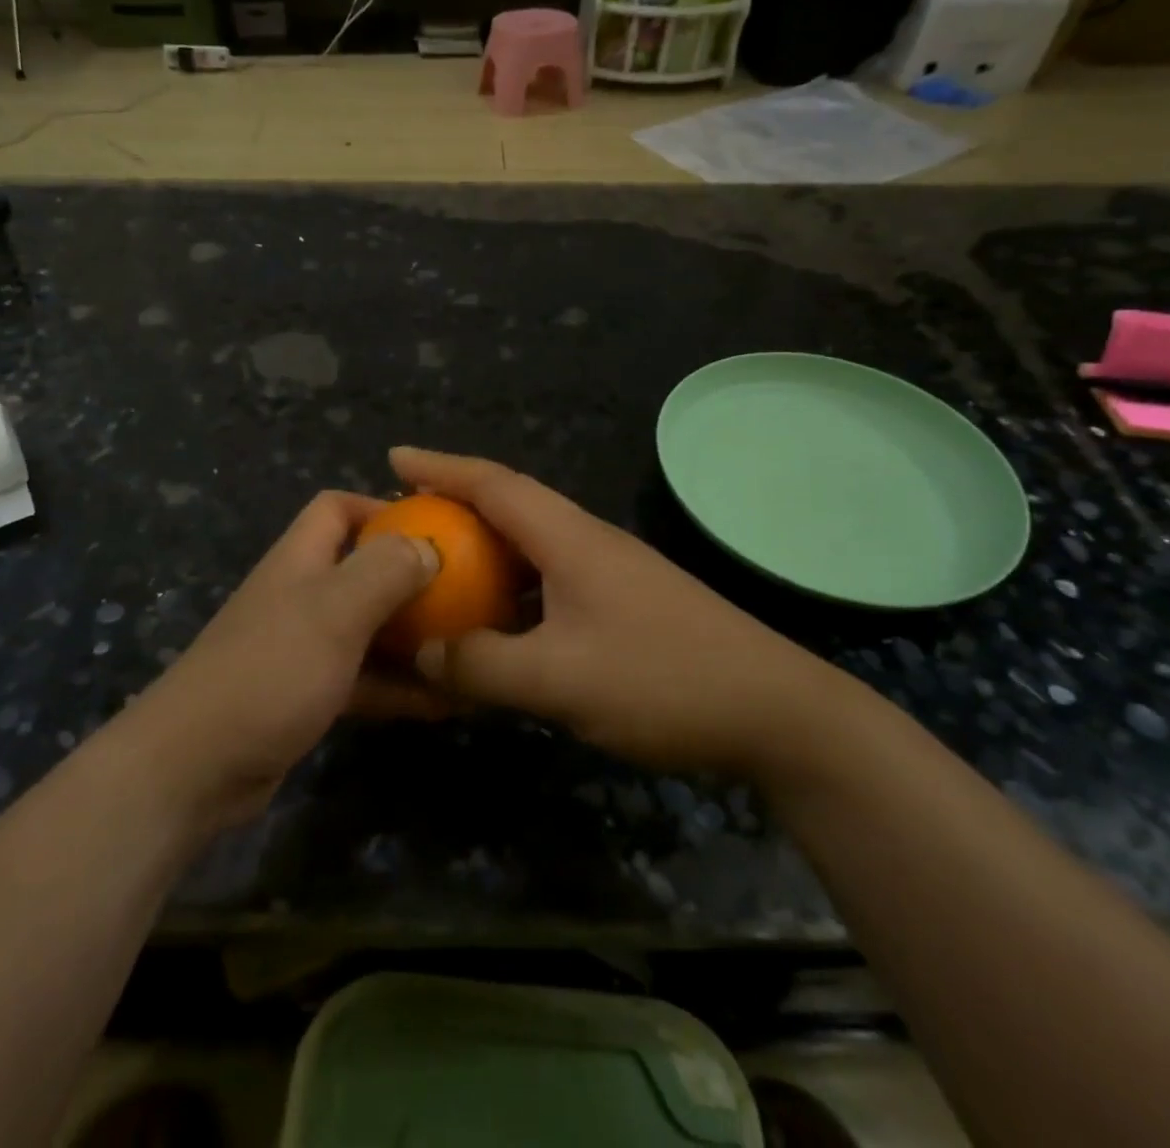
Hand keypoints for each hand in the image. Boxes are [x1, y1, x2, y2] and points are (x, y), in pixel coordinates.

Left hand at [123, 491, 449, 830]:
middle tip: (467, 596)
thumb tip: (429, 546)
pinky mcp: (308, 695)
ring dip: (414, 638)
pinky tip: (446, 703)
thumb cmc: (270, 670)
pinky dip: (400, 685)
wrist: (196, 766)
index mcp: (300, 560)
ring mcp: (303, 648)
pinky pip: (364, 678)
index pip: (336, 507)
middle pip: (361, 569)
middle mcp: (301, 596)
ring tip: (469, 650)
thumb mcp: (334, 610)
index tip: (433, 530)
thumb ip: (384, 570)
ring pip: (369, 629)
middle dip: (411, 579)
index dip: (381, 508)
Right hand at [393, 447, 830, 774]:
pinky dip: (511, 589)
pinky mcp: (624, 605)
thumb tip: (424, 652)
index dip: (441, 466)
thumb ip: (482, 665)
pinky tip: (496, 621)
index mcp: (570, 538)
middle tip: (404, 515)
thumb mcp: (560, 679)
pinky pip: (549, 582)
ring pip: (531, 547)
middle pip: (510, 506)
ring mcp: (610, 573)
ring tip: (439, 564)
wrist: (776, 712)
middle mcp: (588, 542)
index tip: (393, 457)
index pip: (494, 484)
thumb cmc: (664, 680)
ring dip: (483, 548)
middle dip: (455, 502)